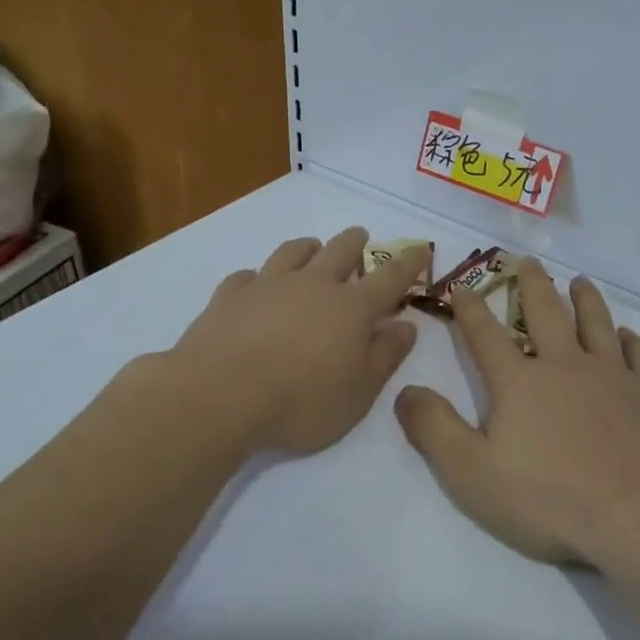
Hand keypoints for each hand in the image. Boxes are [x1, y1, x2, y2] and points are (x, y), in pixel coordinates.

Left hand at [168, 227, 428, 455]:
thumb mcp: (359, 392)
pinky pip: (247, 275)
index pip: (390, 278)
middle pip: (339, 251)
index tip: (420, 247)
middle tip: (360, 237)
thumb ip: (386, 356)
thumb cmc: (300, 402)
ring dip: (308, 247)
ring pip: (293, 252)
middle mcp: (313, 285)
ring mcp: (268, 285)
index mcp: (351, 308)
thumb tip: (407, 325)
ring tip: (312, 247)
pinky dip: (257, 277)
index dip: (408, 262)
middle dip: (355, 242)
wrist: (219, 397)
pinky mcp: (229, 296)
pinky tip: (254, 284)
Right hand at [394, 260, 639, 564]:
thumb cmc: (549, 497)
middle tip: (528, 261)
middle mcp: (565, 365)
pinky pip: (638, 355)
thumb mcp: (471, 472)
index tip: (463, 286)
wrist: (639, 512)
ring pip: (595, 323)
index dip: (470, 309)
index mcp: (519, 382)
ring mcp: (611, 375)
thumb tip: (405, 389)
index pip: (486, 335)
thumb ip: (434, 429)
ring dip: (586, 299)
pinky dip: (631, 340)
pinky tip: (627, 335)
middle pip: (545, 313)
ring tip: (579, 281)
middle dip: (532, 285)